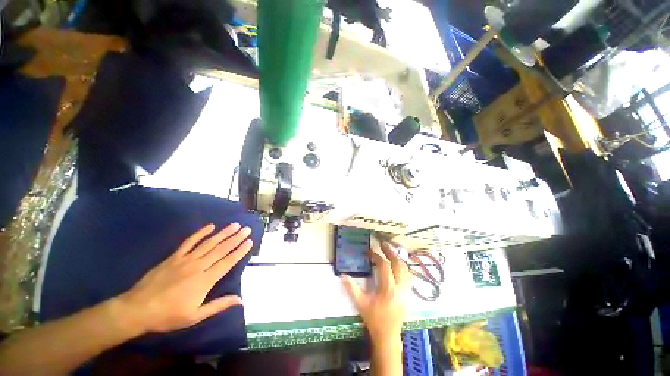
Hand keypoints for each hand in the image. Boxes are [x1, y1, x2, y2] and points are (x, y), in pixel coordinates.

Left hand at [116, 223, 252, 333]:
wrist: (137, 309)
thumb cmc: (168, 316)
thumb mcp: (195, 316)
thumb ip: (218, 305)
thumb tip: (240, 300)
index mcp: (205, 280)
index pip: (227, 262)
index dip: (240, 251)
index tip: (249, 241)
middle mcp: (198, 266)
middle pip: (221, 249)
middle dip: (236, 238)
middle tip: (247, 229)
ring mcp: (185, 260)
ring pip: (209, 243)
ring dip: (223, 233)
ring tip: (235, 225)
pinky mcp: (174, 257)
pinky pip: (189, 242)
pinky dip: (200, 233)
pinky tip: (210, 226)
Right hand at [341, 242, 411, 340]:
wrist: (388, 335)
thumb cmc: (373, 318)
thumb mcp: (360, 303)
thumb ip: (351, 288)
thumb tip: (342, 275)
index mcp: (388, 290)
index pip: (384, 267)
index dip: (377, 256)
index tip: (370, 252)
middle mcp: (400, 288)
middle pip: (398, 264)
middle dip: (390, 252)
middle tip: (383, 244)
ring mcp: (407, 291)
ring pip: (406, 269)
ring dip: (398, 258)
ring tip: (390, 251)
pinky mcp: (409, 294)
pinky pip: (409, 276)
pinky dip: (404, 267)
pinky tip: (398, 263)